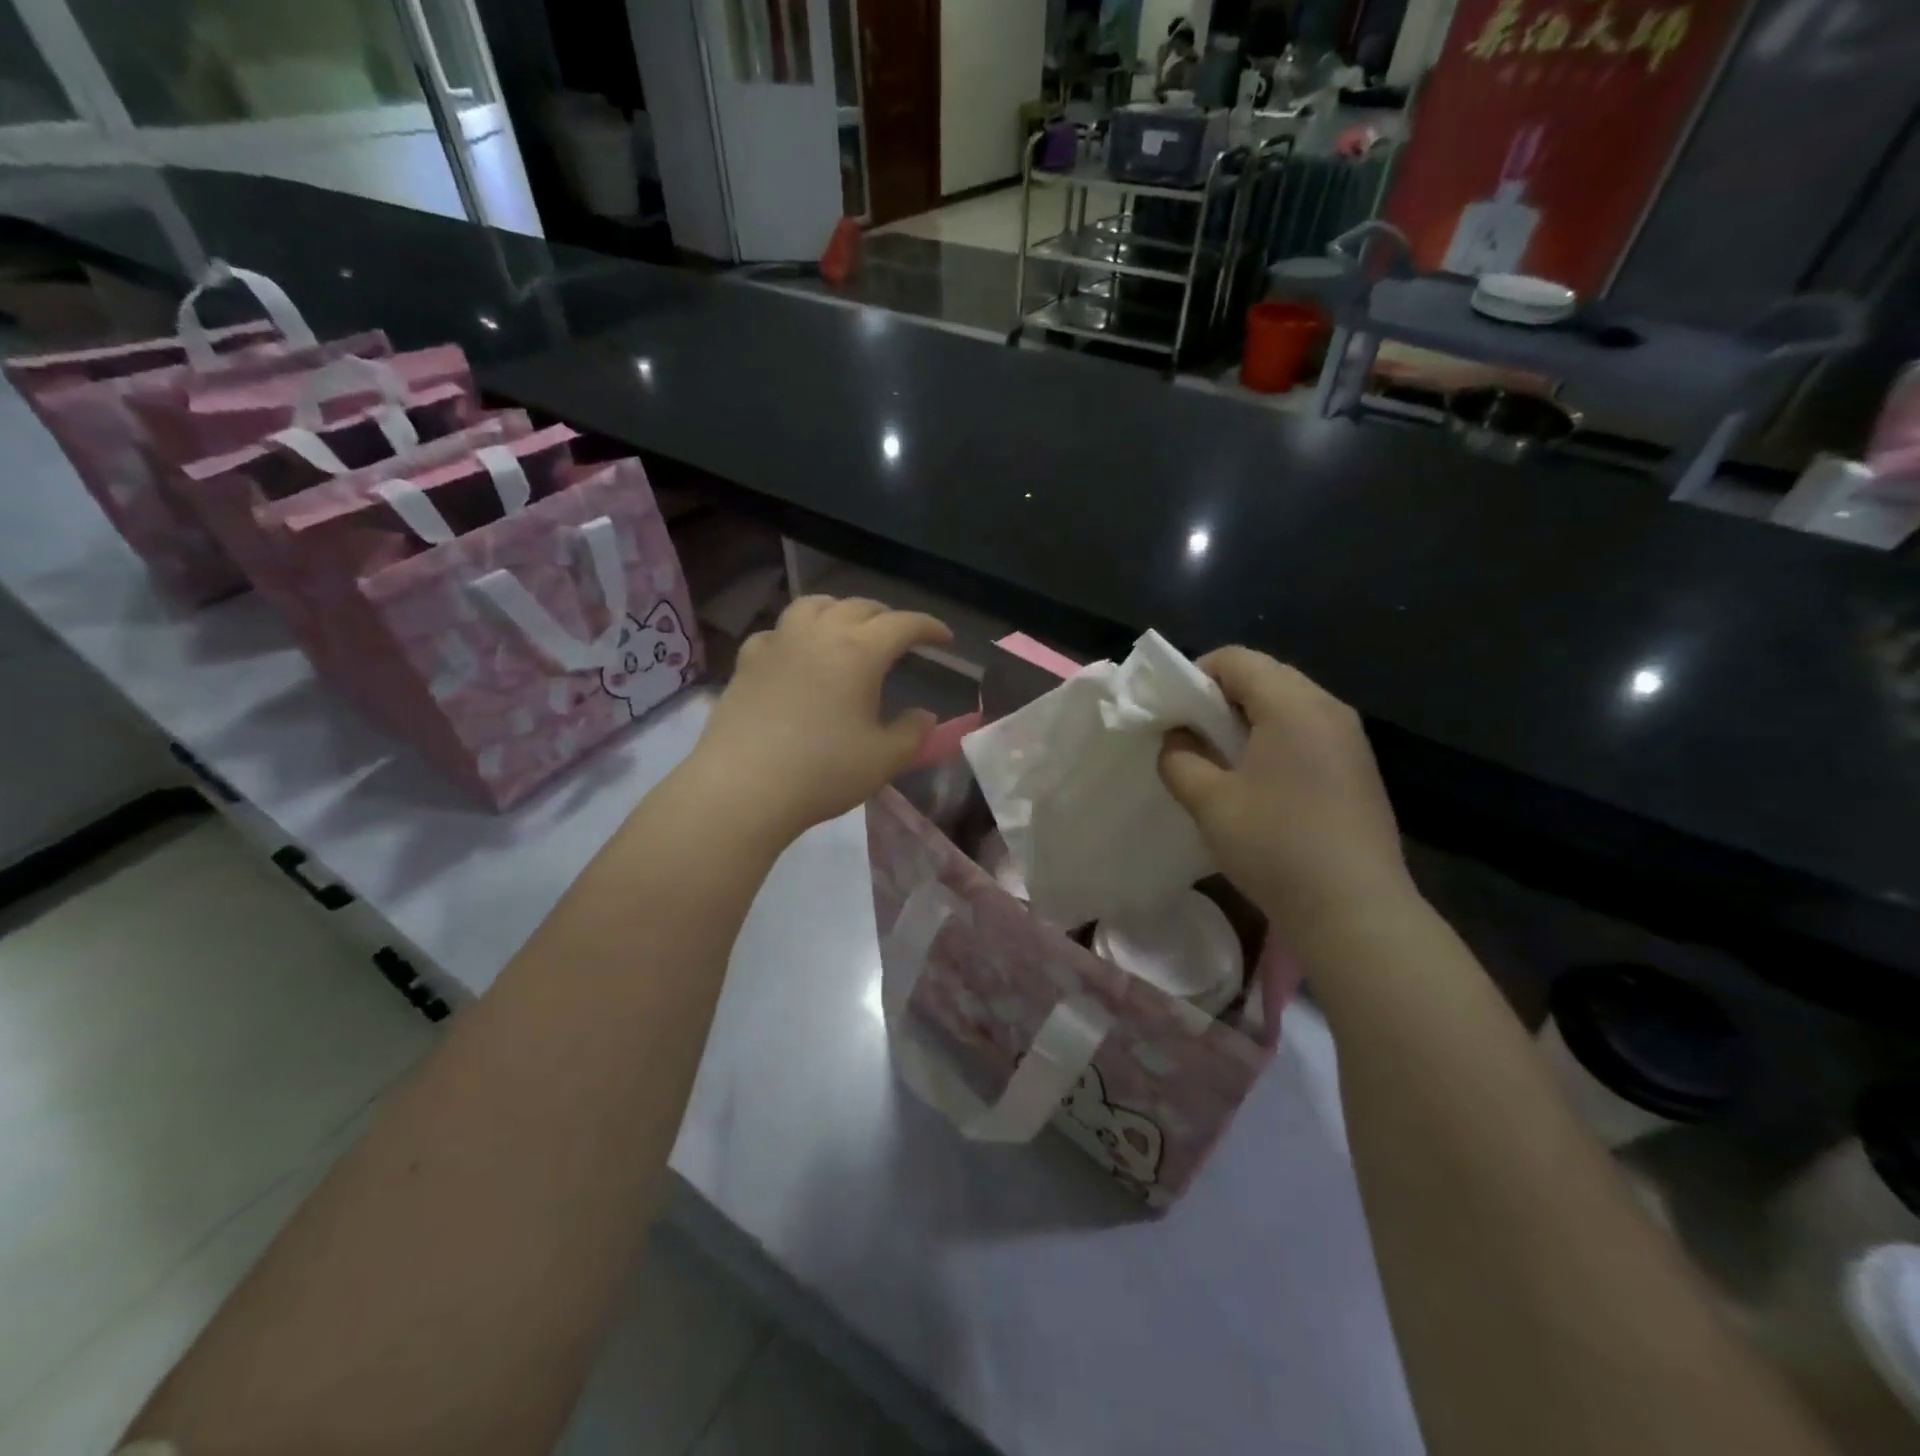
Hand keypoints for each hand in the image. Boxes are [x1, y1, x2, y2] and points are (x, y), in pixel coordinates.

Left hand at [689, 595, 950, 841]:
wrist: (742, 788)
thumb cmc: (822, 772)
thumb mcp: (883, 759)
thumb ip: (912, 733)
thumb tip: (924, 716)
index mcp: (859, 651)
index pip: (903, 624)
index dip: (929, 626)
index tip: (945, 638)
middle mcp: (818, 634)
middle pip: (859, 606)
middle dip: (887, 616)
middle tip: (900, 636)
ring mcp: (778, 643)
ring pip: (813, 606)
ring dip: (839, 610)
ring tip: (848, 628)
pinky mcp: (747, 661)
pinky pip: (778, 631)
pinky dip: (796, 634)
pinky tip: (796, 653)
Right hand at [1158, 648, 1414, 946]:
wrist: (1355, 910)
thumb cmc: (1275, 846)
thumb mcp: (1209, 802)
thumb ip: (1180, 759)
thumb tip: (1177, 737)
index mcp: (1293, 704)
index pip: (1236, 659)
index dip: (1195, 675)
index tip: (1172, 712)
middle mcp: (1328, 708)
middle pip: (1266, 676)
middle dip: (1221, 698)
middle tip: (1192, 737)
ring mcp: (1350, 739)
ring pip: (1288, 705)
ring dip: (1248, 721)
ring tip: (1222, 761)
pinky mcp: (1358, 769)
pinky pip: (1308, 733)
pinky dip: (1275, 741)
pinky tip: (1260, 784)